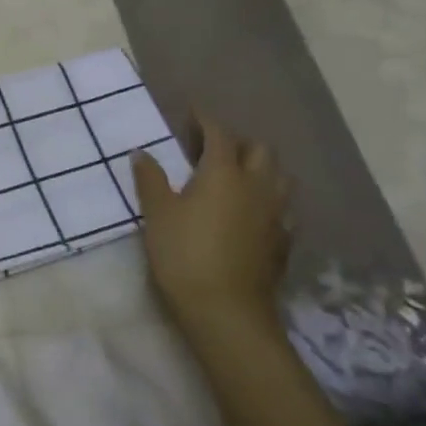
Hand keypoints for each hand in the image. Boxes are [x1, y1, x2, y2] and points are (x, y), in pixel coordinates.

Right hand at [134, 114, 291, 337]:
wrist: (226, 312)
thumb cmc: (184, 254)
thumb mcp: (157, 213)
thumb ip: (150, 179)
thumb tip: (142, 153)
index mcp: (223, 173)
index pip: (219, 133)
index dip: (205, 120)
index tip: (192, 113)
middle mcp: (256, 186)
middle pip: (260, 150)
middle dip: (239, 142)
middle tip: (214, 148)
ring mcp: (275, 215)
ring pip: (280, 178)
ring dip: (262, 169)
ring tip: (238, 177)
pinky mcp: (283, 243)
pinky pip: (283, 209)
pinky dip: (269, 201)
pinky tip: (253, 213)